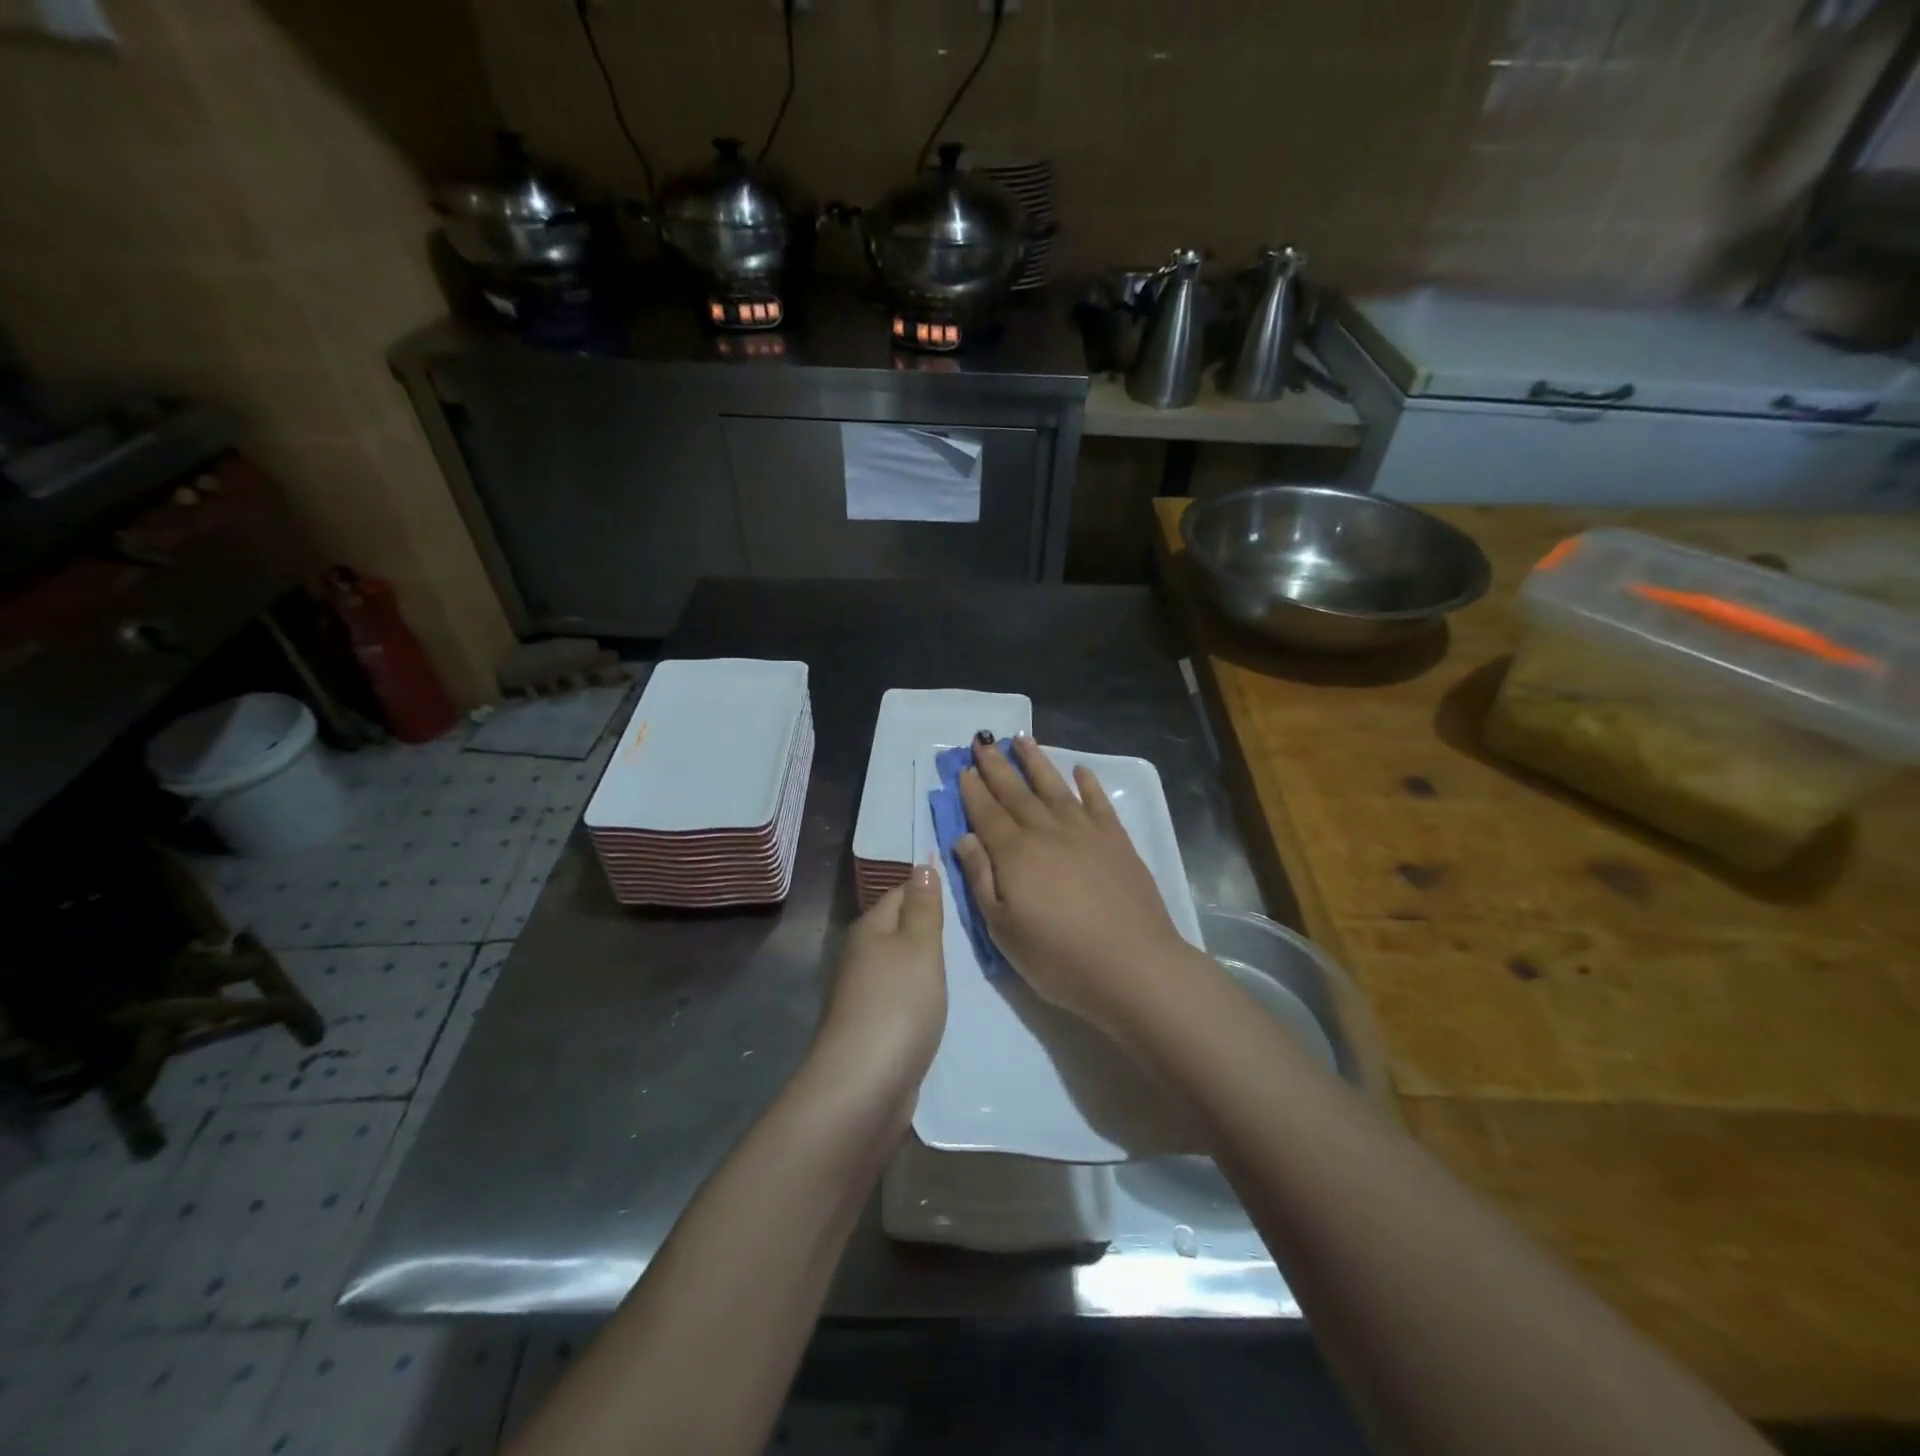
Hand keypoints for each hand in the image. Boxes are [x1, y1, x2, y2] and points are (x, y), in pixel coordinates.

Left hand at [813, 864, 945, 1119]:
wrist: (864, 1085)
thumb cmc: (898, 1004)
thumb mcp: (919, 946)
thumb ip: (923, 907)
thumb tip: (921, 865)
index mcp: (869, 928)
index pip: (900, 892)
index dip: (929, 887)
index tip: (965, 888)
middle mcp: (861, 955)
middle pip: (898, 928)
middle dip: (930, 925)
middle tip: (973, 924)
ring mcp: (864, 994)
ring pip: (900, 964)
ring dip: (926, 962)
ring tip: (965, 960)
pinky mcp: (872, 1027)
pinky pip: (901, 996)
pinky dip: (920, 993)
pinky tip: (940, 1000)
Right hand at [954, 736, 1204, 1042]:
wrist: (1133, 965)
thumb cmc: (1058, 957)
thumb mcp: (1003, 929)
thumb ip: (981, 878)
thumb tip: (964, 837)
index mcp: (1015, 853)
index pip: (987, 813)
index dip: (973, 790)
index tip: (963, 768)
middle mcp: (1047, 831)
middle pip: (1016, 792)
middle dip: (997, 766)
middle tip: (982, 742)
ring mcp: (1085, 831)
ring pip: (1054, 786)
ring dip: (1036, 762)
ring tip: (1022, 739)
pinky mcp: (1116, 840)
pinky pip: (1097, 802)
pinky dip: (1088, 783)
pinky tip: (1080, 770)